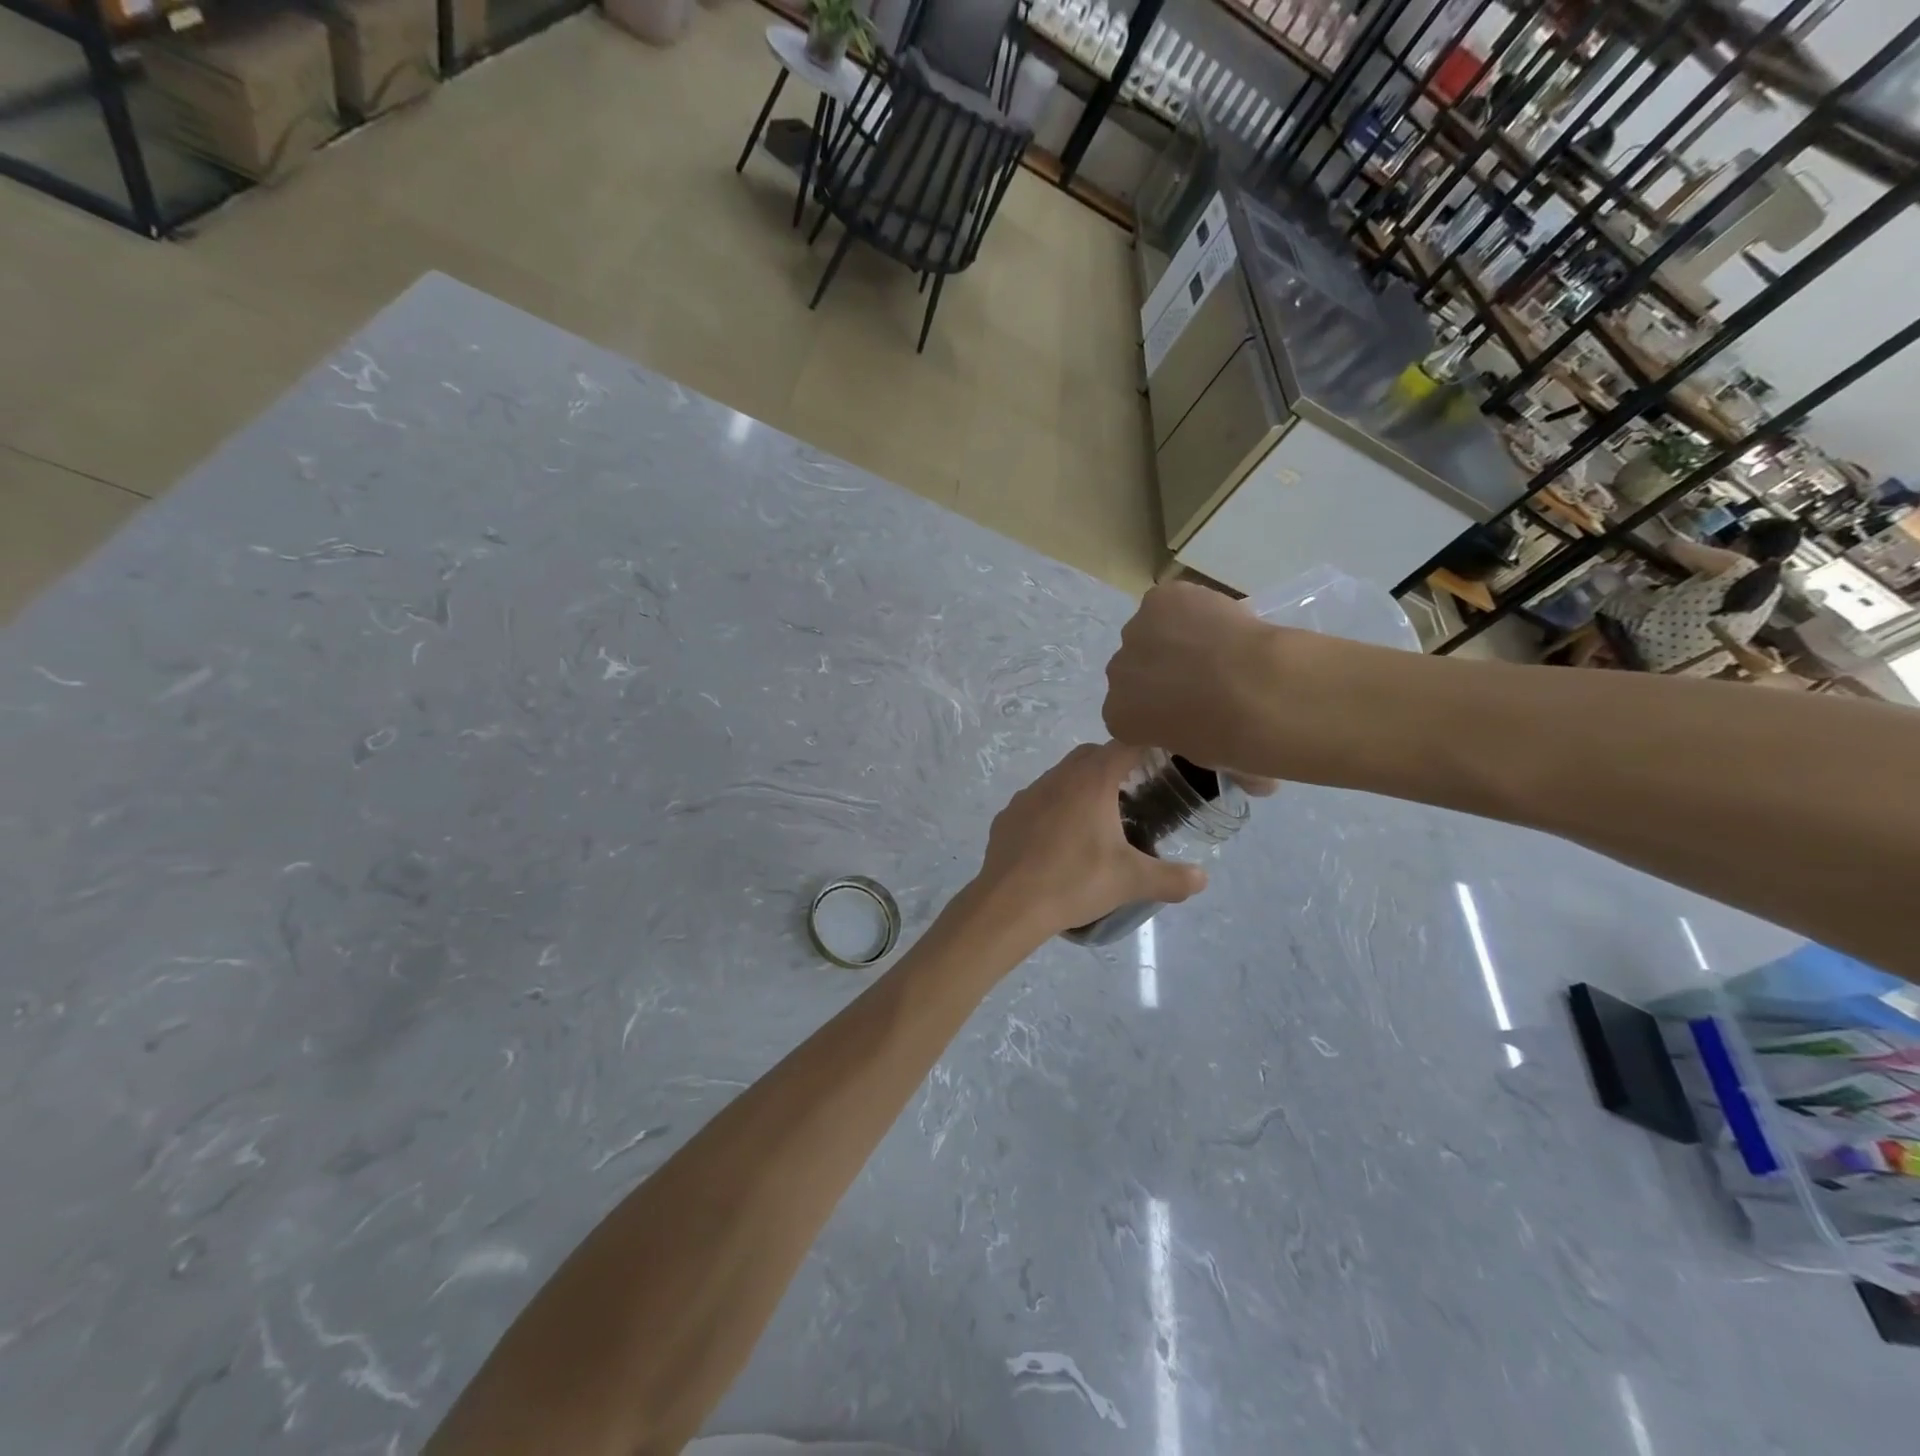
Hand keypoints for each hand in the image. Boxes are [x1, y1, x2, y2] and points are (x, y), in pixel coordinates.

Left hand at [971, 743, 1207, 938]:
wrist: (1010, 903)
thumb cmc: (1075, 882)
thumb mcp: (1131, 881)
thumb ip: (1172, 878)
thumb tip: (1203, 878)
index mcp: (1091, 781)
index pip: (1125, 745)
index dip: (1145, 747)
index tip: (1161, 762)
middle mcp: (1058, 777)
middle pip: (1091, 755)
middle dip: (1113, 764)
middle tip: (1133, 792)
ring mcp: (1028, 794)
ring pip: (1060, 776)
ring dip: (1080, 786)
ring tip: (1097, 818)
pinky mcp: (1008, 815)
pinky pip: (1037, 801)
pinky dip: (1052, 809)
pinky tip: (1059, 839)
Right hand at [1103, 583, 1282, 784]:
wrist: (1258, 690)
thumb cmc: (1234, 739)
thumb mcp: (1217, 762)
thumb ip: (1214, 755)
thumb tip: (1251, 779)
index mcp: (1119, 718)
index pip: (1130, 713)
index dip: (1159, 710)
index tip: (1189, 711)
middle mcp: (1116, 673)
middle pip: (1134, 670)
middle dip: (1161, 673)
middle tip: (1207, 680)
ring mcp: (1135, 631)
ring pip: (1152, 632)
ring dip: (1176, 638)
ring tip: (1219, 647)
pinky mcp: (1159, 600)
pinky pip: (1173, 603)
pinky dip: (1194, 608)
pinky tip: (1222, 621)